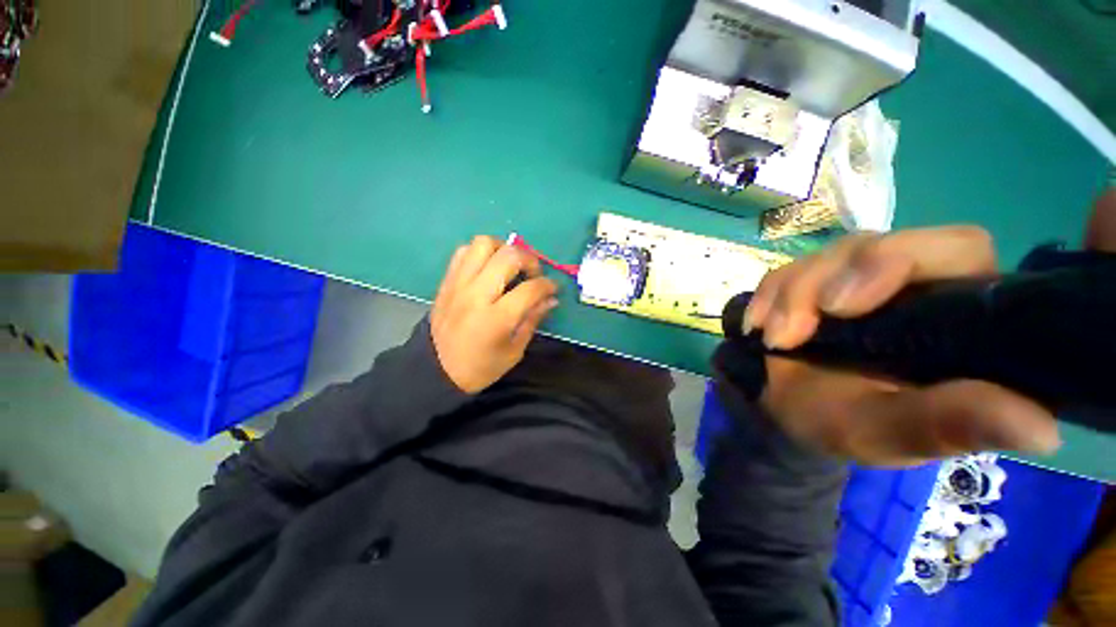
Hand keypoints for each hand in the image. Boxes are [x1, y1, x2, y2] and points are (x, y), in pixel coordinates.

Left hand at [431, 236, 558, 393]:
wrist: (437, 370)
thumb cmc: (481, 366)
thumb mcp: (514, 350)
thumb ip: (533, 319)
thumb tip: (551, 299)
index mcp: (496, 319)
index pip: (530, 289)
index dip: (548, 285)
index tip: (553, 288)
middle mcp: (476, 294)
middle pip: (509, 256)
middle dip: (530, 260)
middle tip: (533, 273)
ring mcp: (458, 284)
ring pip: (484, 243)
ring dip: (504, 249)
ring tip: (511, 265)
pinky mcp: (447, 281)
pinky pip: (464, 251)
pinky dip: (481, 253)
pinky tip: (489, 268)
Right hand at [743, 226, 1060, 465]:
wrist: (783, 410)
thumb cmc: (843, 425)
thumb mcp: (893, 434)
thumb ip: (951, 424)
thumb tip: (1041, 428)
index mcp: (957, 316)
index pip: (956, 249)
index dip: (906, 257)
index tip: (843, 305)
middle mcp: (913, 284)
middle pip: (877, 243)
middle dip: (825, 281)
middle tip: (790, 331)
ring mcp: (856, 278)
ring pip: (825, 255)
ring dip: (788, 296)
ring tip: (773, 339)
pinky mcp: (812, 281)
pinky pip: (786, 269)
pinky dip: (767, 296)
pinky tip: (756, 326)